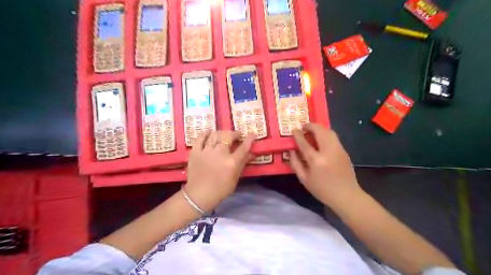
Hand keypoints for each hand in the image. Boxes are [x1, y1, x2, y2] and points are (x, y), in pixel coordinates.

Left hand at [182, 132, 255, 212]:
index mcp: (231, 162)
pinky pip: (200, 138)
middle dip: (234, 133)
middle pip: (228, 136)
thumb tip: (252, 154)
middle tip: (236, 136)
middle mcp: (219, 153)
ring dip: (221, 133)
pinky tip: (209, 133)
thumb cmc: (220, 189)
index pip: (243, 147)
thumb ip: (243, 163)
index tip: (252, 133)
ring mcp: (206, 151)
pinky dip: (205, 134)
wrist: (199, 195)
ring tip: (223, 135)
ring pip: (214, 135)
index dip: (249, 139)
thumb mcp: (235, 178)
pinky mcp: (195, 152)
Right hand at [289, 124, 361, 205]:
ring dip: (319, 128)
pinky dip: (326, 134)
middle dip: (311, 126)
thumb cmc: (322, 190)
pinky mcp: (344, 151)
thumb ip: (295, 163)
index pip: (304, 143)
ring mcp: (338, 150)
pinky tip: (321, 139)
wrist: (346, 195)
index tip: (294, 129)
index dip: (298, 134)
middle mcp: (328, 151)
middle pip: (320, 131)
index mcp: (316, 160)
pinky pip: (334, 137)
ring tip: (312, 131)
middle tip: (304, 126)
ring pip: (329, 131)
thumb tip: (291, 151)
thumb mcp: (304, 179)